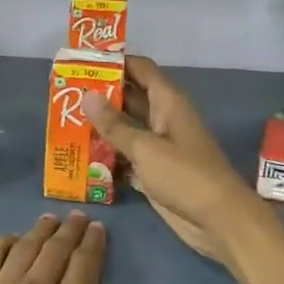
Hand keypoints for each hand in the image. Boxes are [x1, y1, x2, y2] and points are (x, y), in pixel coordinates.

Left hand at [0, 213, 171, 283]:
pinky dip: (1, 243)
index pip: (85, 263)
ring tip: (49, 220)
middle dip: (69, 231)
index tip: (98, 227)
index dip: (93, 243)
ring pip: (23, 248)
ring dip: (39, 231)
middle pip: (54, 249)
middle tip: (77, 218)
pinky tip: (10, 239)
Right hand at [82, 55, 268, 265]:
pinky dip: (108, 156)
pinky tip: (80, 157)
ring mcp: (159, 146)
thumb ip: (114, 124)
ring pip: (125, 128)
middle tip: (65, 95)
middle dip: (100, 96)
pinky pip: (126, 156)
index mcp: (168, 103)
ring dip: (100, 128)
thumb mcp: (145, 148)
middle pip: (129, 98)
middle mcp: (163, 119)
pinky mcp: (154, 171)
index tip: (82, 62)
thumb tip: (86, 95)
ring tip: (65, 123)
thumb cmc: (185, 176)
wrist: (219, 221)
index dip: (115, 62)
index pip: (140, 69)